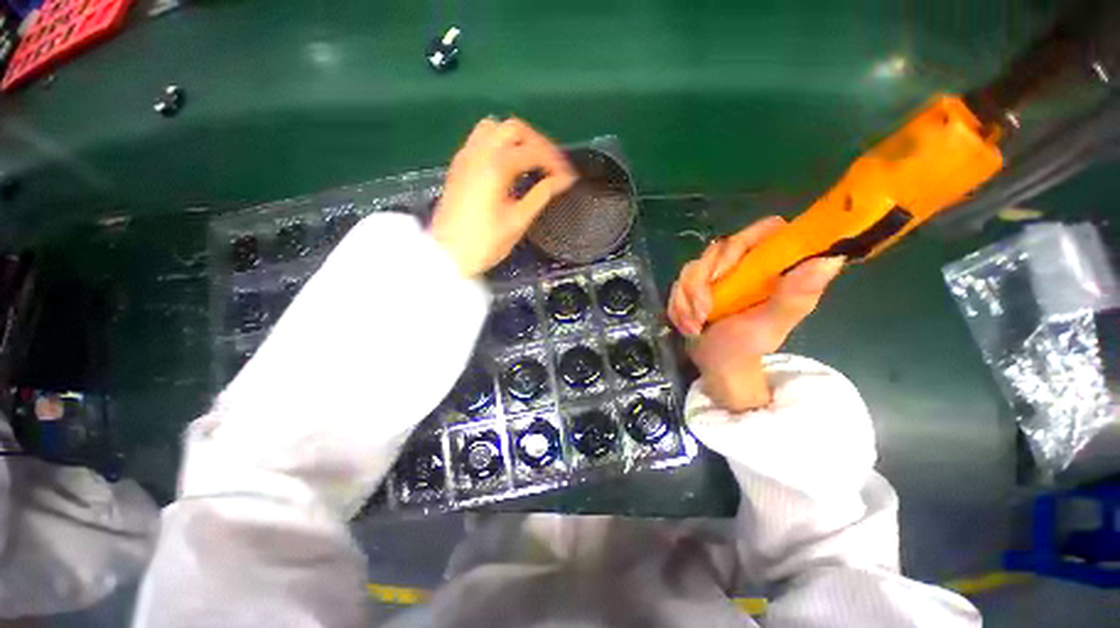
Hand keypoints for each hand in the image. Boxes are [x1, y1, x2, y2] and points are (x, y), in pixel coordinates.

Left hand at [431, 117, 576, 275]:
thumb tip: (563, 180)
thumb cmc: (484, 243)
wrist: (447, 255)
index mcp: (496, 166)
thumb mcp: (518, 221)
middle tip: (552, 166)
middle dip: (538, 143)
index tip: (569, 178)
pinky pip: (480, 140)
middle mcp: (479, 152)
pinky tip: (507, 165)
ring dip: (516, 139)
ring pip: (495, 128)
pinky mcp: (459, 165)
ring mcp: (466, 157)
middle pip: (514, 129)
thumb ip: (542, 195)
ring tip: (531, 161)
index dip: (556, 163)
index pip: (534, 151)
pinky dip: (499, 144)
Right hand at [668, 217, 843, 411]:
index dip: (744, 243)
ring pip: (691, 268)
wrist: (717, 363)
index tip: (726, 273)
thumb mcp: (772, 324)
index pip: (765, 230)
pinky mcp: (694, 285)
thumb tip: (831, 259)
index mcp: (770, 267)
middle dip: (701, 283)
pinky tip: (687, 326)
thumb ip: (795, 296)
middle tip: (704, 312)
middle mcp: (743, 264)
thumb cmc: (749, 346)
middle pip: (716, 250)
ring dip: (686, 300)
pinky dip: (678, 307)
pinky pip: (677, 285)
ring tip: (695, 325)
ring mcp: (715, 274)